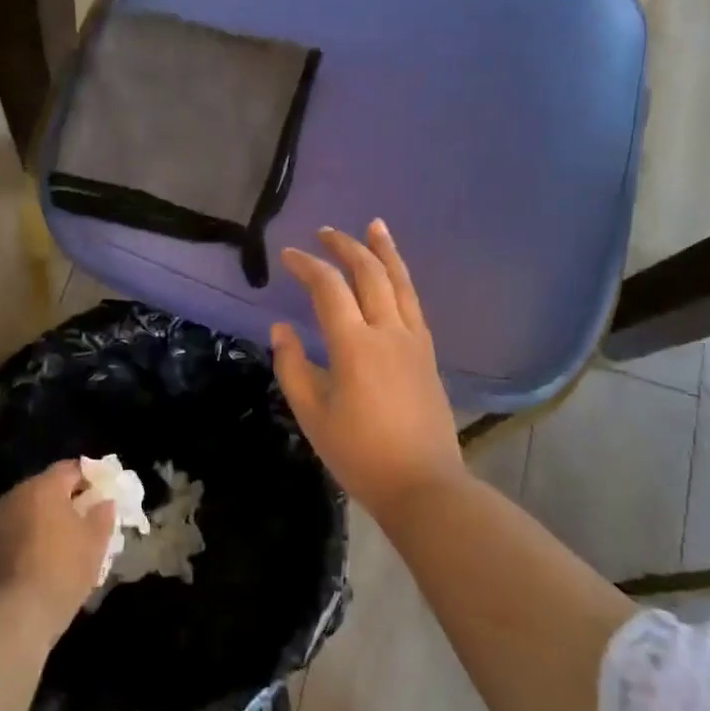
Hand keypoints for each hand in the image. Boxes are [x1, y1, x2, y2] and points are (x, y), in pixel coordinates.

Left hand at [0, 460, 117, 638]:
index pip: (72, 468)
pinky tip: (51, 558)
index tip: (105, 495)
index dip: (92, 478)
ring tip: (72, 540)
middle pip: (49, 487)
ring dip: (52, 519)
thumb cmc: (63, 568)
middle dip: (70, 499)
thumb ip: (103, 515)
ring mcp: (1, 521)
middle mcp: (17, 495)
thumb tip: (104, 502)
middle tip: (91, 518)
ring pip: (34, 510)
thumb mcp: (95, 541)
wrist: (16, 613)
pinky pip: (22, 530)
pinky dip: (37, 536)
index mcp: (43, 486)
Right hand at [271, 222, 467, 519]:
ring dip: (385, 251)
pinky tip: (395, 275)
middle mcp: (388, 332)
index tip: (287, 256)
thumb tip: (281, 329)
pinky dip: (402, 279)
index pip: (328, 289)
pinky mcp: (427, 354)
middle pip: (369, 274)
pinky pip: (414, 303)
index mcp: (355, 346)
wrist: (422, 484)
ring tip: (375, 226)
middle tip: (325, 232)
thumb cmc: (359, 454)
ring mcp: (413, 341)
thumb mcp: (313, 415)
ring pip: (400, 283)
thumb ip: (293, 367)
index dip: (307, 266)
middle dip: (345, 247)